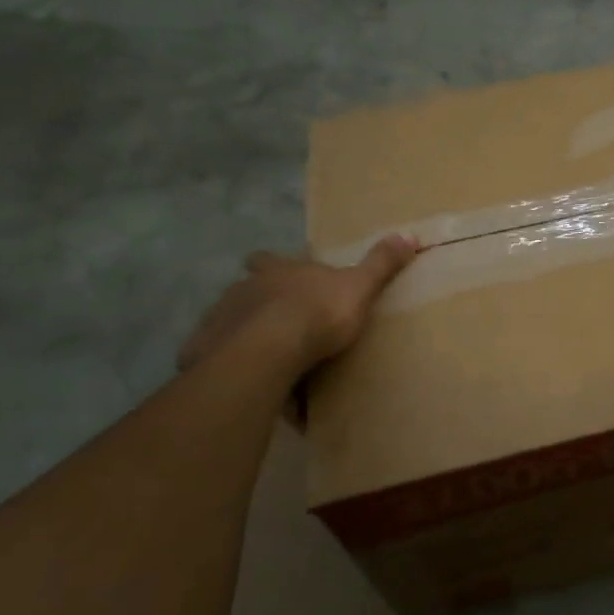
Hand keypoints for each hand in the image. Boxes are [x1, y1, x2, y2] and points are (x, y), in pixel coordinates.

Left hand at [178, 236, 417, 374]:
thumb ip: (381, 264)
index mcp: (279, 270)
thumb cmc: (317, 314)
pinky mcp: (204, 352)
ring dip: (244, 335)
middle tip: (278, 324)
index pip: (268, 259)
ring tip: (265, 358)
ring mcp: (220, 319)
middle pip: (246, 290)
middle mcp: (244, 288)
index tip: (277, 273)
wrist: (268, 352)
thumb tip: (409, 234)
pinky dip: (231, 366)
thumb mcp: (359, 287)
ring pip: (231, 323)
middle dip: (258, 303)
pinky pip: (218, 358)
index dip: (272, 264)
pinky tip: (246, 380)